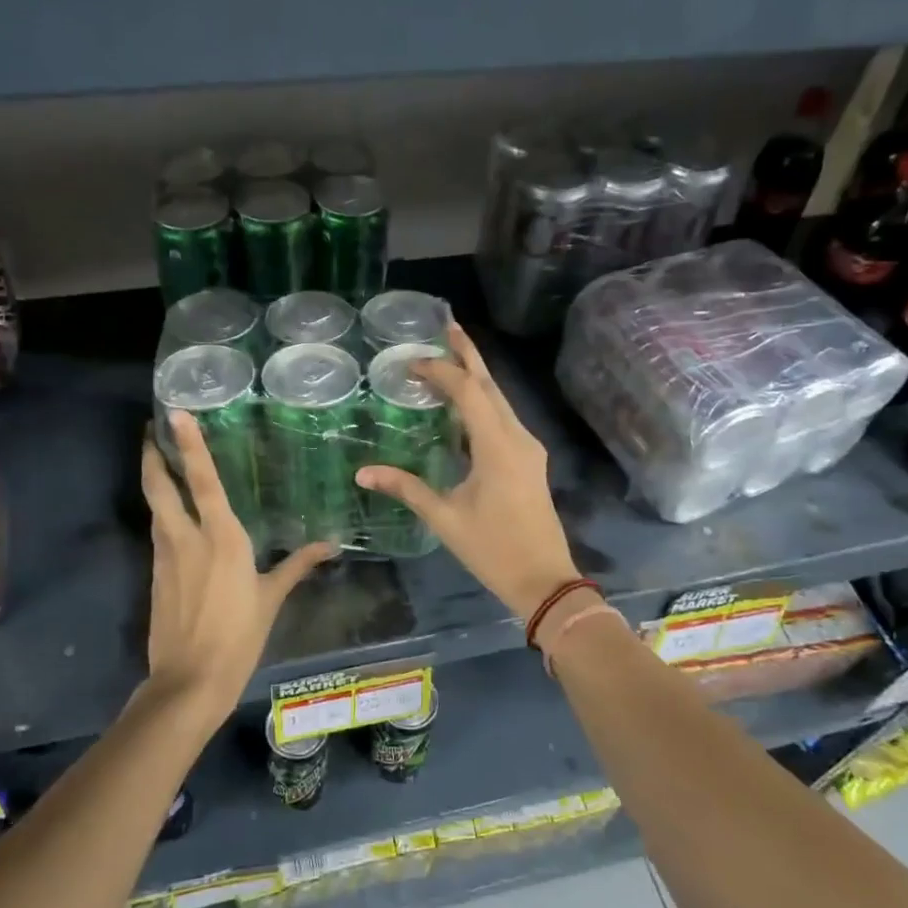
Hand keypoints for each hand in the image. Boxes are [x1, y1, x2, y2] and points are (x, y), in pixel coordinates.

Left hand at [141, 415, 333, 718]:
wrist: (189, 681)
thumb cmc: (238, 636)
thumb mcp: (271, 598)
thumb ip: (297, 566)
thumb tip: (330, 546)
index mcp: (221, 537)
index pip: (202, 480)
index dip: (188, 444)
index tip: (174, 414)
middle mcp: (186, 537)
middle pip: (160, 486)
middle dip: (153, 455)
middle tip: (153, 431)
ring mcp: (165, 555)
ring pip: (155, 507)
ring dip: (154, 481)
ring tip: (160, 462)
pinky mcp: (155, 574)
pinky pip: (158, 532)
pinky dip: (161, 513)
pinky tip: (171, 515)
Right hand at [355, 323, 581, 619]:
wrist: (544, 580)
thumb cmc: (494, 550)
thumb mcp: (445, 518)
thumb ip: (406, 488)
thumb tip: (363, 473)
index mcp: (498, 446)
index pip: (469, 392)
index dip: (441, 371)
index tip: (411, 362)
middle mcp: (518, 437)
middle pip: (491, 385)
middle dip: (468, 355)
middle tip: (445, 327)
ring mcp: (528, 447)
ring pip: (500, 399)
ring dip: (476, 376)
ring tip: (450, 356)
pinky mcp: (529, 459)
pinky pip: (503, 417)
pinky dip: (482, 401)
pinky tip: (463, 402)